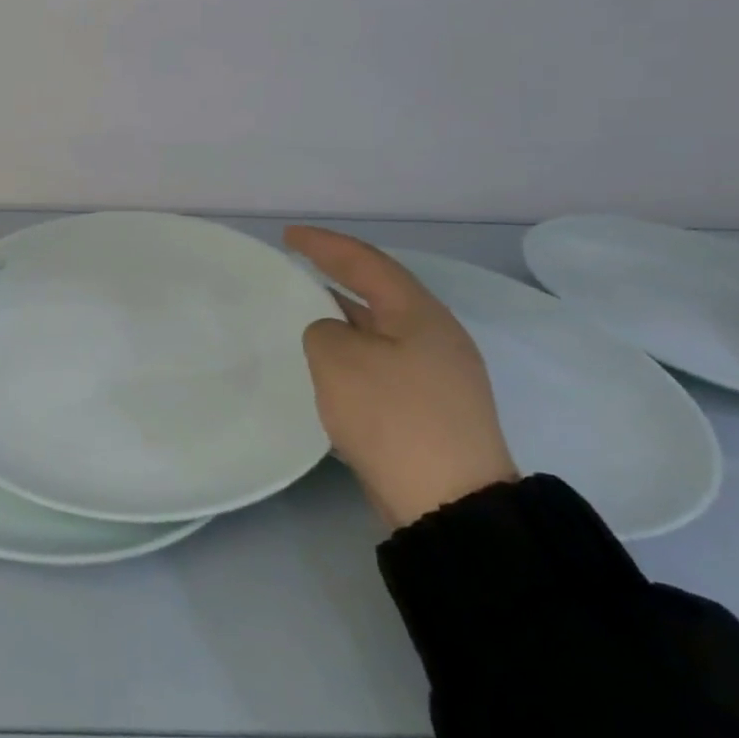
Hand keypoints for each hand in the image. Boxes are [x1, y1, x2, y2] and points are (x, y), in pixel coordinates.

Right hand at [284, 226, 516, 528]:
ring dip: (345, 312)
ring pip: (381, 327)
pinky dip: (353, 347)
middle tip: (300, 264)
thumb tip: (334, 337)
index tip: (288, 236)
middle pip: (380, 291)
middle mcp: (436, 336)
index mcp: (419, 314)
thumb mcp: (337, 359)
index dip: (324, 245)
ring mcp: (439, 374)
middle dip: (339, 273)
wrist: (449, 501)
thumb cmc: (392, 415)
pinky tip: (331, 360)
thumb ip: (323, 331)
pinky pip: (384, 358)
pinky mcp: (432, 406)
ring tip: (308, 307)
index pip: (365, 263)